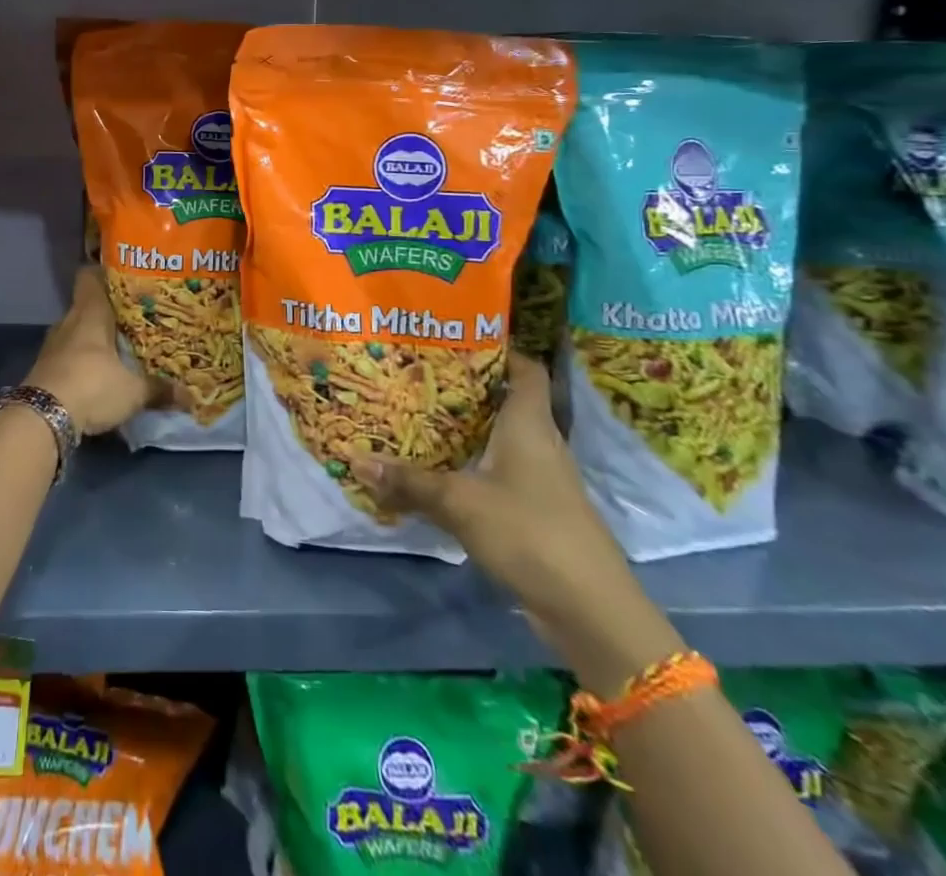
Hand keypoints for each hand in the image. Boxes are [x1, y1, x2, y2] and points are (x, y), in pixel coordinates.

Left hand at [23, 268, 156, 435]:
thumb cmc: (92, 386)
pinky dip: (81, 360)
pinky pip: (67, 354)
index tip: (126, 280)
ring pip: (76, 331)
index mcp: (89, 313)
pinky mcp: (44, 368)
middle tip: (134, 319)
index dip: (105, 274)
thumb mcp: (133, 391)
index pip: (89, 276)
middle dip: (108, 312)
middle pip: (87, 305)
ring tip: (119, 347)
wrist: (42, 418)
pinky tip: (98, 373)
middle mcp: (68, 322)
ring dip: (94, 339)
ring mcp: (52, 345)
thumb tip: (189, 396)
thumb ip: (159, 389)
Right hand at [350, 353, 681, 688]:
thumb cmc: (530, 533)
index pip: (526, 369)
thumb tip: (354, 459)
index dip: (500, 348)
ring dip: (465, 429)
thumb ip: (409, 482)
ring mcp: (540, 480)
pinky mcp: (535, 511)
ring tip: (417, 414)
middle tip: (416, 372)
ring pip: (499, 438)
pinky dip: (470, 464)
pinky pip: (497, 472)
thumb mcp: (460, 503)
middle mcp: (539, 444)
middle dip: (465, 387)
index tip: (458, 336)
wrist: (591, 610)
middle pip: (505, 401)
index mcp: (529, 424)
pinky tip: (438, 469)